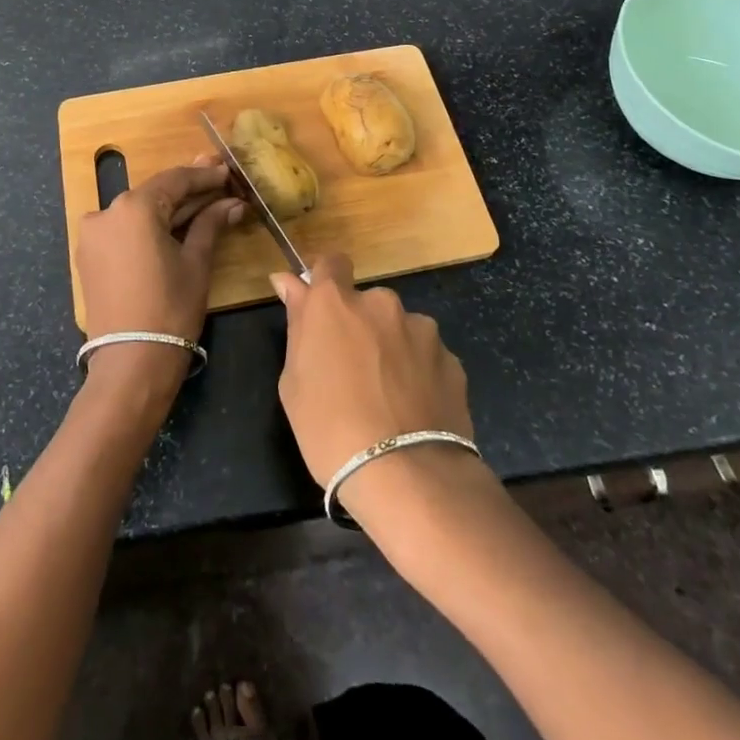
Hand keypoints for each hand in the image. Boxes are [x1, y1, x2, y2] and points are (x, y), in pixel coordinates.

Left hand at [76, 156, 243, 398]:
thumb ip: (210, 224)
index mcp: (133, 207)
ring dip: (170, 208)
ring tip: (203, 202)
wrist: (131, 363)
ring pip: (139, 211)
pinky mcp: (89, 255)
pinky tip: (174, 226)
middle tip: (219, 181)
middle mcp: (106, 212)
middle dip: (188, 190)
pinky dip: (149, 227)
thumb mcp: (196, 262)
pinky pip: (124, 230)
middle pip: (155, 193)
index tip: (227, 171)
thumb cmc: (171, 308)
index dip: (204, 175)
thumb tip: (233, 203)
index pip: (175, 180)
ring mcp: (93, 234)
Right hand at [270, 255, 482, 522]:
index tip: (320, 309)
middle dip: (360, 326)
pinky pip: (426, 357)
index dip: (325, 281)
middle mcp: (381, 303)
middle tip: (352, 372)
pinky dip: (419, 374)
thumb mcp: (293, 382)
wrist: (407, 477)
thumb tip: (288, 282)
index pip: (331, 262)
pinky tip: (413, 412)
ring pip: (399, 330)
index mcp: (335, 302)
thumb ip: (296, 324)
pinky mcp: (451, 359)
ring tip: (388, 399)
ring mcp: (421, 329)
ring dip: (392, 350)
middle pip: (367, 303)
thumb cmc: (330, 429)